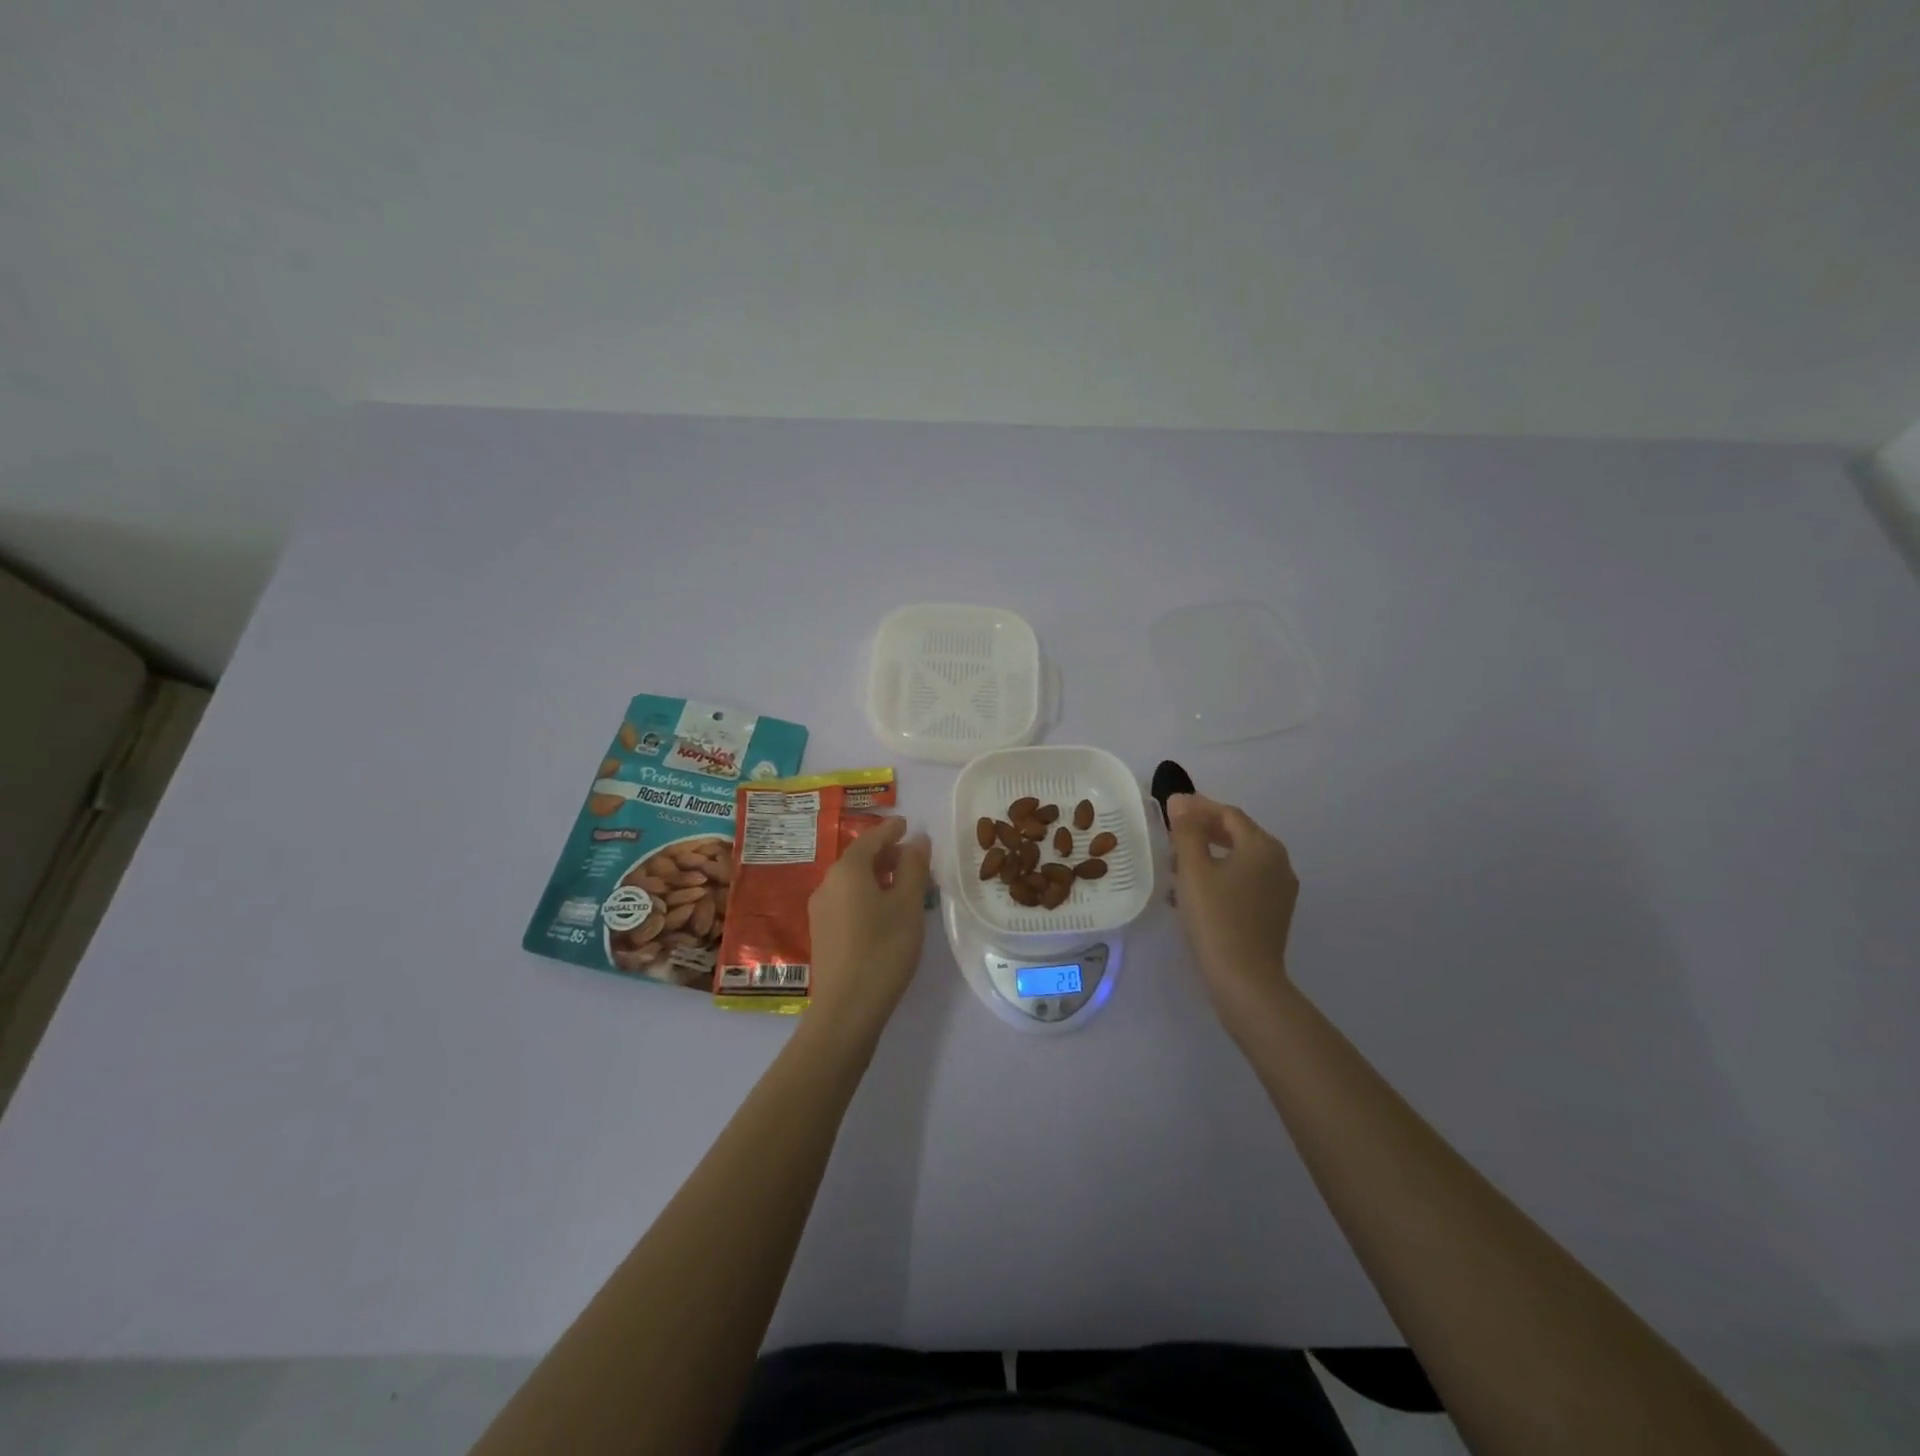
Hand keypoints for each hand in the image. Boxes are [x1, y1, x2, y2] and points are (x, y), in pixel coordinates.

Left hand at [806, 817, 932, 1039]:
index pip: (871, 839)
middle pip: (858, 859)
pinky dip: (867, 894)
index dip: (891, 830)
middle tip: (912, 856)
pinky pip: (846, 900)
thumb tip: (917, 839)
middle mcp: (828, 884)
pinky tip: (884, 911)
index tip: (907, 824)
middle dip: (885, 853)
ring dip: (876, 875)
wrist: (846, 1009)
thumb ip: (913, 867)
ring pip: (852, 881)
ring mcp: (821, 910)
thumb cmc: (883, 949)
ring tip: (903, 884)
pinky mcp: (822, 933)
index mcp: (847, 870)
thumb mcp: (908, 905)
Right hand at [1167, 794, 1297, 1017]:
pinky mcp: (1273, 913)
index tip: (1170, 809)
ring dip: (1209, 855)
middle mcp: (1279, 862)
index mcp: (1262, 846)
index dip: (1198, 807)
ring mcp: (1280, 890)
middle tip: (1171, 834)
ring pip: (1240, 860)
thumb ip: (1186, 830)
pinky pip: (1244, 882)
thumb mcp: (1193, 869)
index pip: (1228, 814)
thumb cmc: (1216, 918)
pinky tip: (1194, 893)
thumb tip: (1180, 800)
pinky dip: (1220, 877)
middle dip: (1203, 831)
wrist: (1245, 979)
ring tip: (1176, 865)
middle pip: (1237, 834)